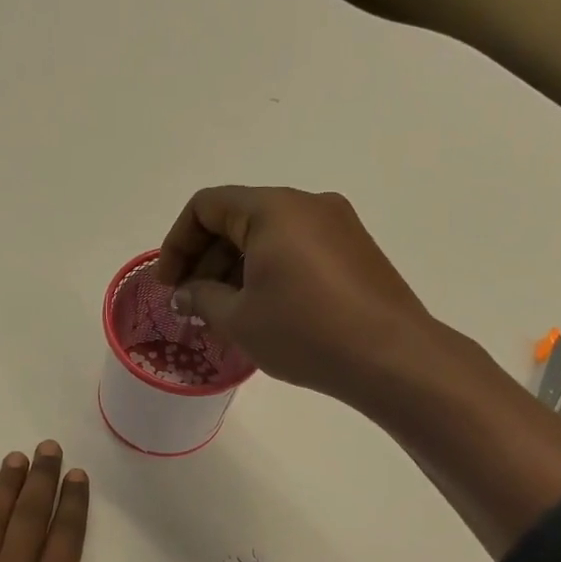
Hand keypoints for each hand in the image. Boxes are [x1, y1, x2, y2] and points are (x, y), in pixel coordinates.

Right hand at [155, 186, 429, 401]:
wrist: (390, 356)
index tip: (169, 286)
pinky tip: (264, 313)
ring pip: (269, 237)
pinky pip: (298, 251)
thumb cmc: (304, 332)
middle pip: (238, 219)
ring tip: (225, 316)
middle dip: (207, 260)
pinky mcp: (356, 251)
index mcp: (273, 209)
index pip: (207, 206)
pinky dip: (270, 273)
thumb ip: (201, 298)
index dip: (177, 244)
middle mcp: (307, 204)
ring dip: (237, 270)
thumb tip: (186, 294)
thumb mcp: (240, 318)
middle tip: (193, 305)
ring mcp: (337, 226)